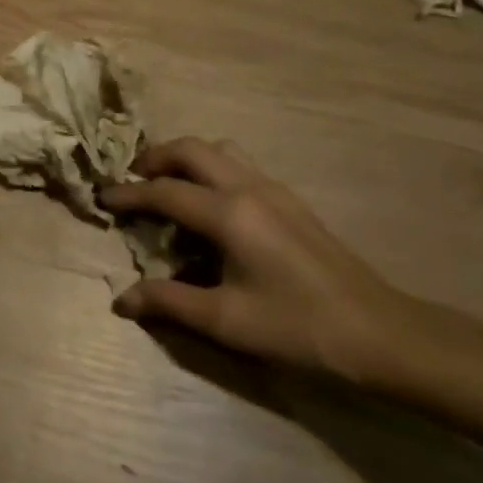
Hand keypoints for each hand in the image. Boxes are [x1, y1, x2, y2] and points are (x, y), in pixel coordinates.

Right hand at [100, 138, 413, 381]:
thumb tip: (121, 300)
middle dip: (156, 158)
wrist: (379, 333)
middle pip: (192, 150)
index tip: (103, 198)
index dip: (129, 194)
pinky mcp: (291, 201)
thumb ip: (169, 303)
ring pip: (220, 150)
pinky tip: (212, 207)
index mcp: (229, 214)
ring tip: (170, 185)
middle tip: (134, 180)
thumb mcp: (226, 321)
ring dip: (187, 158)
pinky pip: (240, 166)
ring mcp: (274, 189)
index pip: (165, 191)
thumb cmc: (297, 328)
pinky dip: (212, 170)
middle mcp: (249, 188)